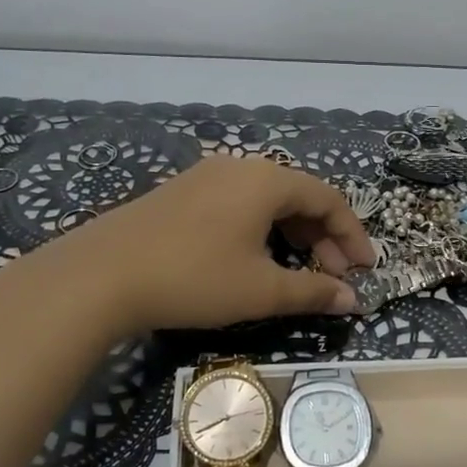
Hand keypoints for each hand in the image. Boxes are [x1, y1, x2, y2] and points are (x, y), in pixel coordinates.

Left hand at [0, 157, 373, 466]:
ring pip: (267, 200)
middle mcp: (240, 167)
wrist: (100, 274)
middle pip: (299, 195)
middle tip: (333, 276)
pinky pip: (238, 204)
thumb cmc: (193, 278)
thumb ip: (312, 291)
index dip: (352, 235)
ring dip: (292, 234)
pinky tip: (255, 259)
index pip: (328, 199)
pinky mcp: (181, 192)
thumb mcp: (261, 290)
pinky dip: (261, 229)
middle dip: (323, 237)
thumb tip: (353, 300)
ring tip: (299, 271)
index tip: (365, 270)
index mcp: (267, 180)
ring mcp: (206, 176)